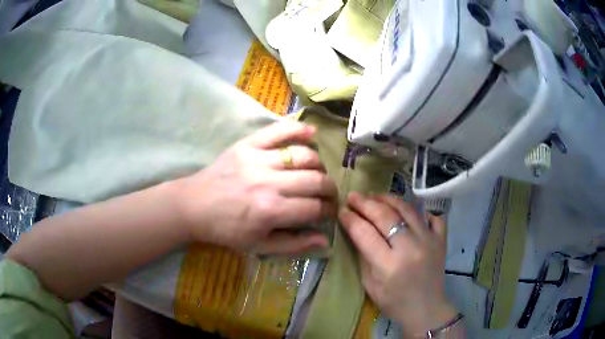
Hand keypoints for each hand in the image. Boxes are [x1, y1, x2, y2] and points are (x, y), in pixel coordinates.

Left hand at [177, 121, 337, 254]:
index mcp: (271, 211)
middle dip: (330, 189)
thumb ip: (294, 244)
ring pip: (304, 155)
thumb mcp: (259, 246)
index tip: (328, 212)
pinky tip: (312, 132)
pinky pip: (279, 130)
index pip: (315, 208)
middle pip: (315, 180)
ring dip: (318, 165)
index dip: (328, 211)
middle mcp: (268, 183)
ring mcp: (258, 159)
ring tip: (316, 172)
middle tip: (328, 194)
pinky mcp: (247, 144)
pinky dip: (299, 128)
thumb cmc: (227, 230)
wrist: (194, 206)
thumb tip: (326, 240)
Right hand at [339, 193, 456, 335]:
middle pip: (386, 216)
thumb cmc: (393, 302)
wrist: (426, 309)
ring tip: (374, 196)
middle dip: (366, 203)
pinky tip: (406, 208)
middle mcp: (411, 248)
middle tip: (353, 196)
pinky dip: (419, 209)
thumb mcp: (369, 283)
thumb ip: (363, 255)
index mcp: (389, 265)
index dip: (351, 219)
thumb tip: (354, 229)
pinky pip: (431, 215)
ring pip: (407, 209)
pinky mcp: (441, 239)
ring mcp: (429, 240)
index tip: (342, 210)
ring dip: (388, 199)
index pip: (366, 233)